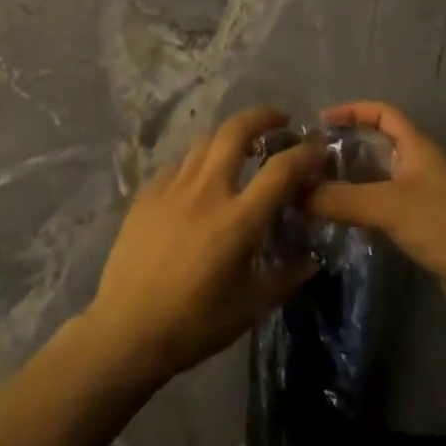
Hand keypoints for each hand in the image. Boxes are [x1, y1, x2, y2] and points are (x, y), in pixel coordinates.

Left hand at [82, 107, 326, 389]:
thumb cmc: (195, 323)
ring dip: (228, 137)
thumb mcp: (251, 307)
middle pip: (236, 132)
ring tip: (241, 147)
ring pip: (204, 142)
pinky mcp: (147, 193)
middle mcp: (207, 191)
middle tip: (279, 121)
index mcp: (238, 219)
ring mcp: (172, 187)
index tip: (318, 147)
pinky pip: (179, 164)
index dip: (304, 154)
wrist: (127, 328)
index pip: (280, 170)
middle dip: (262, 117)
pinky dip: (198, 162)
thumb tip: (311, 260)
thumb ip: (286, 277)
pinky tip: (199, 179)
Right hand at [305, 101, 445, 337]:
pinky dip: (362, 207)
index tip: (321, 121)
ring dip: (350, 180)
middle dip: (344, 148)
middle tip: (309, 161)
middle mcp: (420, 165)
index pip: (382, 113)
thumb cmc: (444, 227)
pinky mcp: (423, 225)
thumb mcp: (387, 206)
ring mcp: (423, 196)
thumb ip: (339, 199)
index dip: (352, 111)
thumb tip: (294, 193)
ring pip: (379, 178)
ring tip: (315, 189)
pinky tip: (341, 220)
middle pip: (377, 145)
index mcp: (418, 147)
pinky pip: (385, 206)